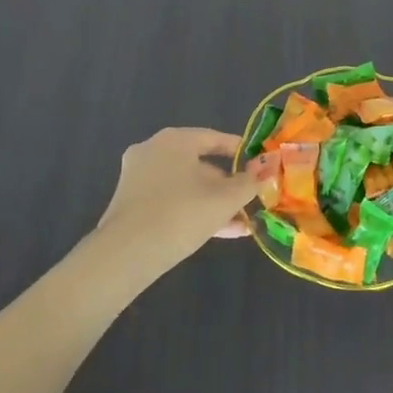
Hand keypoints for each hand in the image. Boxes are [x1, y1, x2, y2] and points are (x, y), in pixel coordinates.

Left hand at [95, 128, 257, 267]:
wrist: (127, 254)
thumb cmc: (182, 214)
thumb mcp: (225, 199)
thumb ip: (249, 183)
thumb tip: (265, 172)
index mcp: (175, 140)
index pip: (215, 138)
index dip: (241, 152)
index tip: (260, 164)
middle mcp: (153, 151)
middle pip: (201, 164)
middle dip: (228, 186)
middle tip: (250, 201)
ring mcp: (139, 177)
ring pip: (187, 186)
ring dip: (214, 203)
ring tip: (242, 224)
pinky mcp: (131, 203)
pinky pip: (171, 201)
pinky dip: (194, 211)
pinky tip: (221, 232)